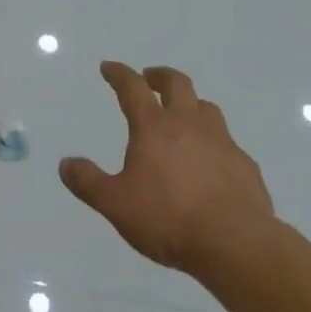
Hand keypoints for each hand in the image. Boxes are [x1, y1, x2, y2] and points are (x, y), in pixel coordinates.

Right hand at [60, 62, 275, 274]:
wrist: (236, 243)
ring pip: (206, 107)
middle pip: (176, 83)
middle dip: (159, 76)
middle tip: (150, 78)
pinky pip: (227, 143)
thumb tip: (65, 164)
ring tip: (183, 116)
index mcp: (154, 127)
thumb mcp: (116, 204)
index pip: (132, 87)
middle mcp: (188, 124)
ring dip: (191, 104)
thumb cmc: (169, 219)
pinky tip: (211, 163)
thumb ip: (89, 183)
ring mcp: (221, 141)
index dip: (118, 73)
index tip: (108, 67)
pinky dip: (214, 143)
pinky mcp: (245, 165)